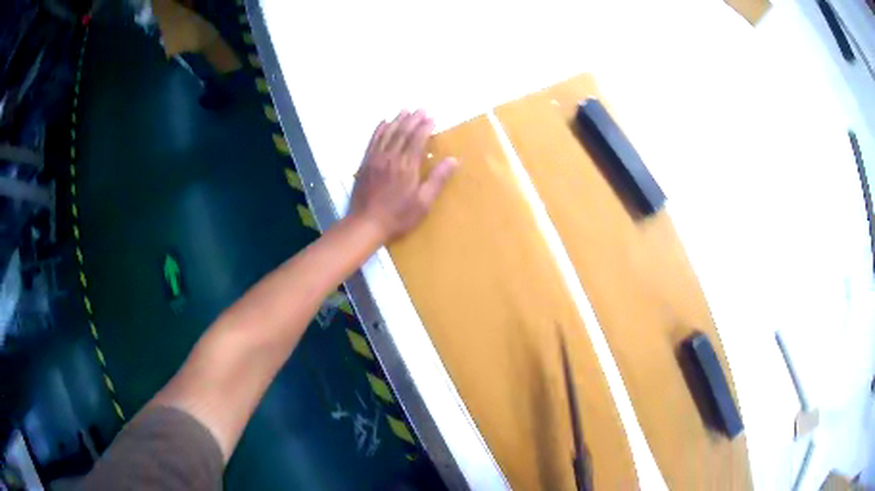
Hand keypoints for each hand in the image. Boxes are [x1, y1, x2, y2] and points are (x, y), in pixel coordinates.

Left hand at [349, 110, 457, 241]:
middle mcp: (391, 157)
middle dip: (413, 119)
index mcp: (407, 166)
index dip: (425, 127)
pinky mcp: (365, 163)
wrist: (365, 224)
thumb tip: (453, 160)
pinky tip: (383, 122)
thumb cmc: (398, 216)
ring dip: (397, 120)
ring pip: (387, 133)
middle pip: (403, 132)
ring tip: (405, 110)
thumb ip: (437, 179)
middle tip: (421, 108)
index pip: (417, 140)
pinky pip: (373, 140)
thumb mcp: (423, 203)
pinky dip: (379, 129)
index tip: (432, 118)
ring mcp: (375, 159)